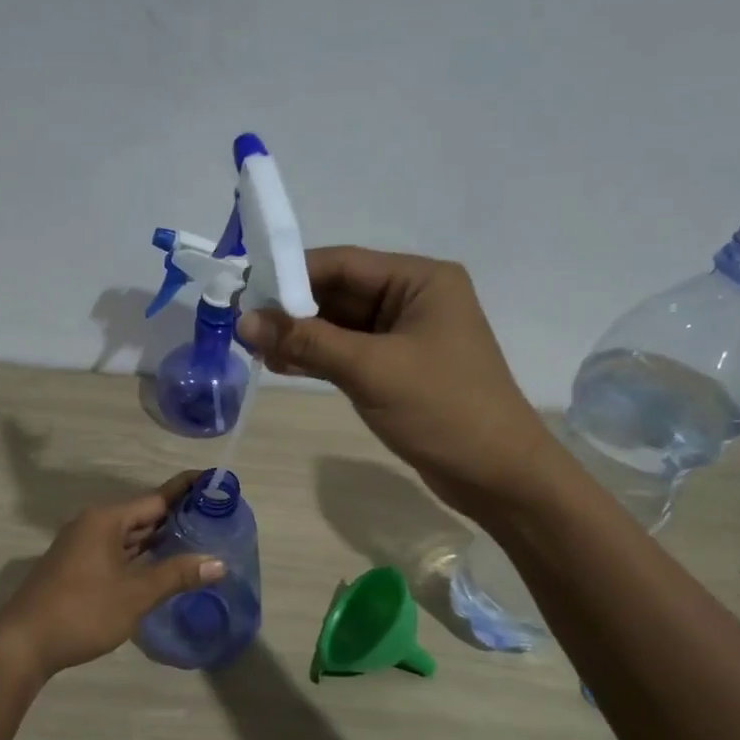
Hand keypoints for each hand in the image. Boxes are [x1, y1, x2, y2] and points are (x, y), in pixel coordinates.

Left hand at [0, 473, 224, 676]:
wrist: (23, 644)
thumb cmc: (83, 611)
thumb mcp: (136, 594)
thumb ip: (177, 575)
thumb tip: (219, 563)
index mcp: (106, 520)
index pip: (156, 498)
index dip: (187, 492)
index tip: (215, 483)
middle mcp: (93, 525)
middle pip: (143, 515)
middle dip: (177, 518)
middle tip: (216, 519)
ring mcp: (82, 546)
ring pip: (129, 536)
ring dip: (158, 539)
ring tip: (197, 540)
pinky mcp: (77, 567)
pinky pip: (117, 551)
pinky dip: (140, 555)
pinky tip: (161, 566)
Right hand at [236, 247, 552, 515]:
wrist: (497, 475)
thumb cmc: (442, 410)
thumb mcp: (371, 370)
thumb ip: (307, 342)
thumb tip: (245, 321)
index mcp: (420, 280)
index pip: (343, 264)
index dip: (290, 275)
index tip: (244, 291)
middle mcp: (414, 299)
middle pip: (340, 293)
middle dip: (292, 310)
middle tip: (241, 326)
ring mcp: (407, 336)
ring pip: (341, 326)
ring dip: (300, 336)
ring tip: (253, 349)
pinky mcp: (399, 368)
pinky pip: (350, 353)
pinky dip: (318, 358)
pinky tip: (281, 365)